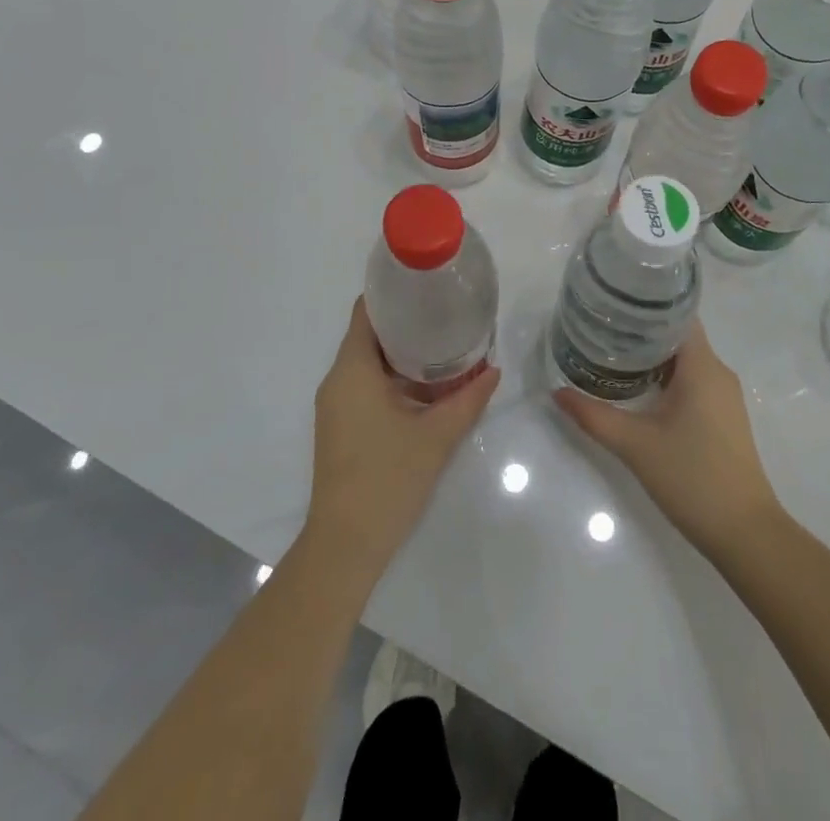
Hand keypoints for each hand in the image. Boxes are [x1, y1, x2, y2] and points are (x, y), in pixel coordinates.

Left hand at [304, 297, 499, 581]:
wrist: (346, 545)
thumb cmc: (387, 479)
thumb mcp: (436, 436)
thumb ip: (468, 399)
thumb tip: (494, 371)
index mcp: (352, 370)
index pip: (365, 312)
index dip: (392, 293)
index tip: (424, 285)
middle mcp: (337, 380)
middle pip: (368, 334)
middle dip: (404, 322)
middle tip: (444, 314)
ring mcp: (335, 405)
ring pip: (366, 362)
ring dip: (400, 353)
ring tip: (442, 344)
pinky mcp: (339, 426)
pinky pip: (363, 385)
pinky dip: (391, 377)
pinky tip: (424, 386)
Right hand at [554, 324, 782, 561]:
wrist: (746, 534)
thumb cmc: (693, 477)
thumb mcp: (635, 445)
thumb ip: (594, 416)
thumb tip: (557, 393)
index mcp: (702, 366)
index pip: (677, 315)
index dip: (646, 306)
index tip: (613, 307)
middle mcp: (717, 373)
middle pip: (678, 336)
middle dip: (641, 332)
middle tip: (601, 331)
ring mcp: (724, 397)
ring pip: (685, 361)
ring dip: (652, 358)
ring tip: (612, 356)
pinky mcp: (723, 419)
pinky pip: (693, 382)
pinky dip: (665, 378)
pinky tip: (638, 391)